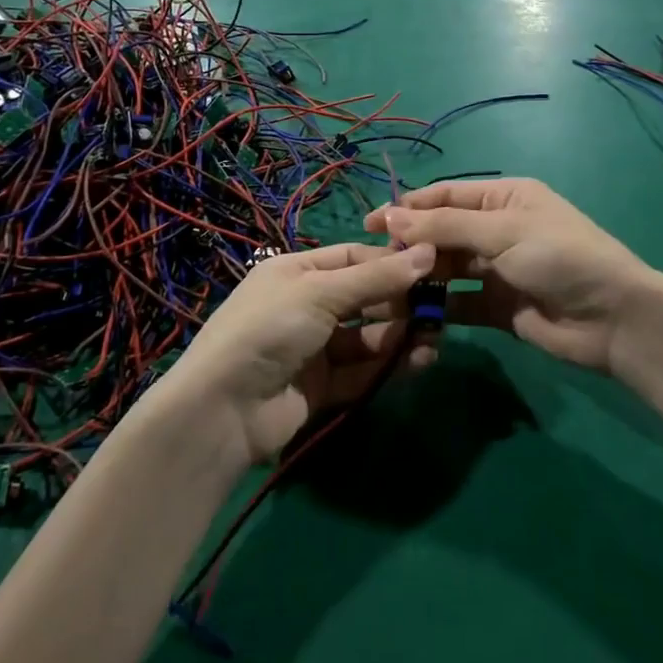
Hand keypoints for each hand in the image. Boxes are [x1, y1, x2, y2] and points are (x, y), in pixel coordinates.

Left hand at [159, 242, 436, 465]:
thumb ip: (377, 277)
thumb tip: (429, 252)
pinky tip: (419, 361)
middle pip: (364, 297)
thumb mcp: (321, 293)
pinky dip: (390, 365)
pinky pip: (363, 370)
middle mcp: (307, 306)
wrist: (223, 410)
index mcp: (297, 271)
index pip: (353, 258)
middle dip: (401, 302)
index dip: (391, 262)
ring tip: (434, 338)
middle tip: (440, 308)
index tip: (433, 266)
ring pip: (368, 336)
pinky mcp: (322, 387)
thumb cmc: (270, 329)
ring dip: (401, 335)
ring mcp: (314, 348)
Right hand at [365, 179, 654, 372]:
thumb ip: (445, 226)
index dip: (407, 208)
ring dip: (419, 277)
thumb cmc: (559, 256)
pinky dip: (436, 308)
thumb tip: (390, 216)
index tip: (370, 224)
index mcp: (503, 198)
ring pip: (446, 269)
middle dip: (410, 245)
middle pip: (442, 233)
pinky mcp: (497, 308)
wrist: (613, 318)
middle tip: (374, 263)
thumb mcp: (502, 231)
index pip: (445, 196)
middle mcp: (497, 230)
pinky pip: (458, 303)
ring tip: (385, 289)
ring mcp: (497, 270)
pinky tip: (410, 315)